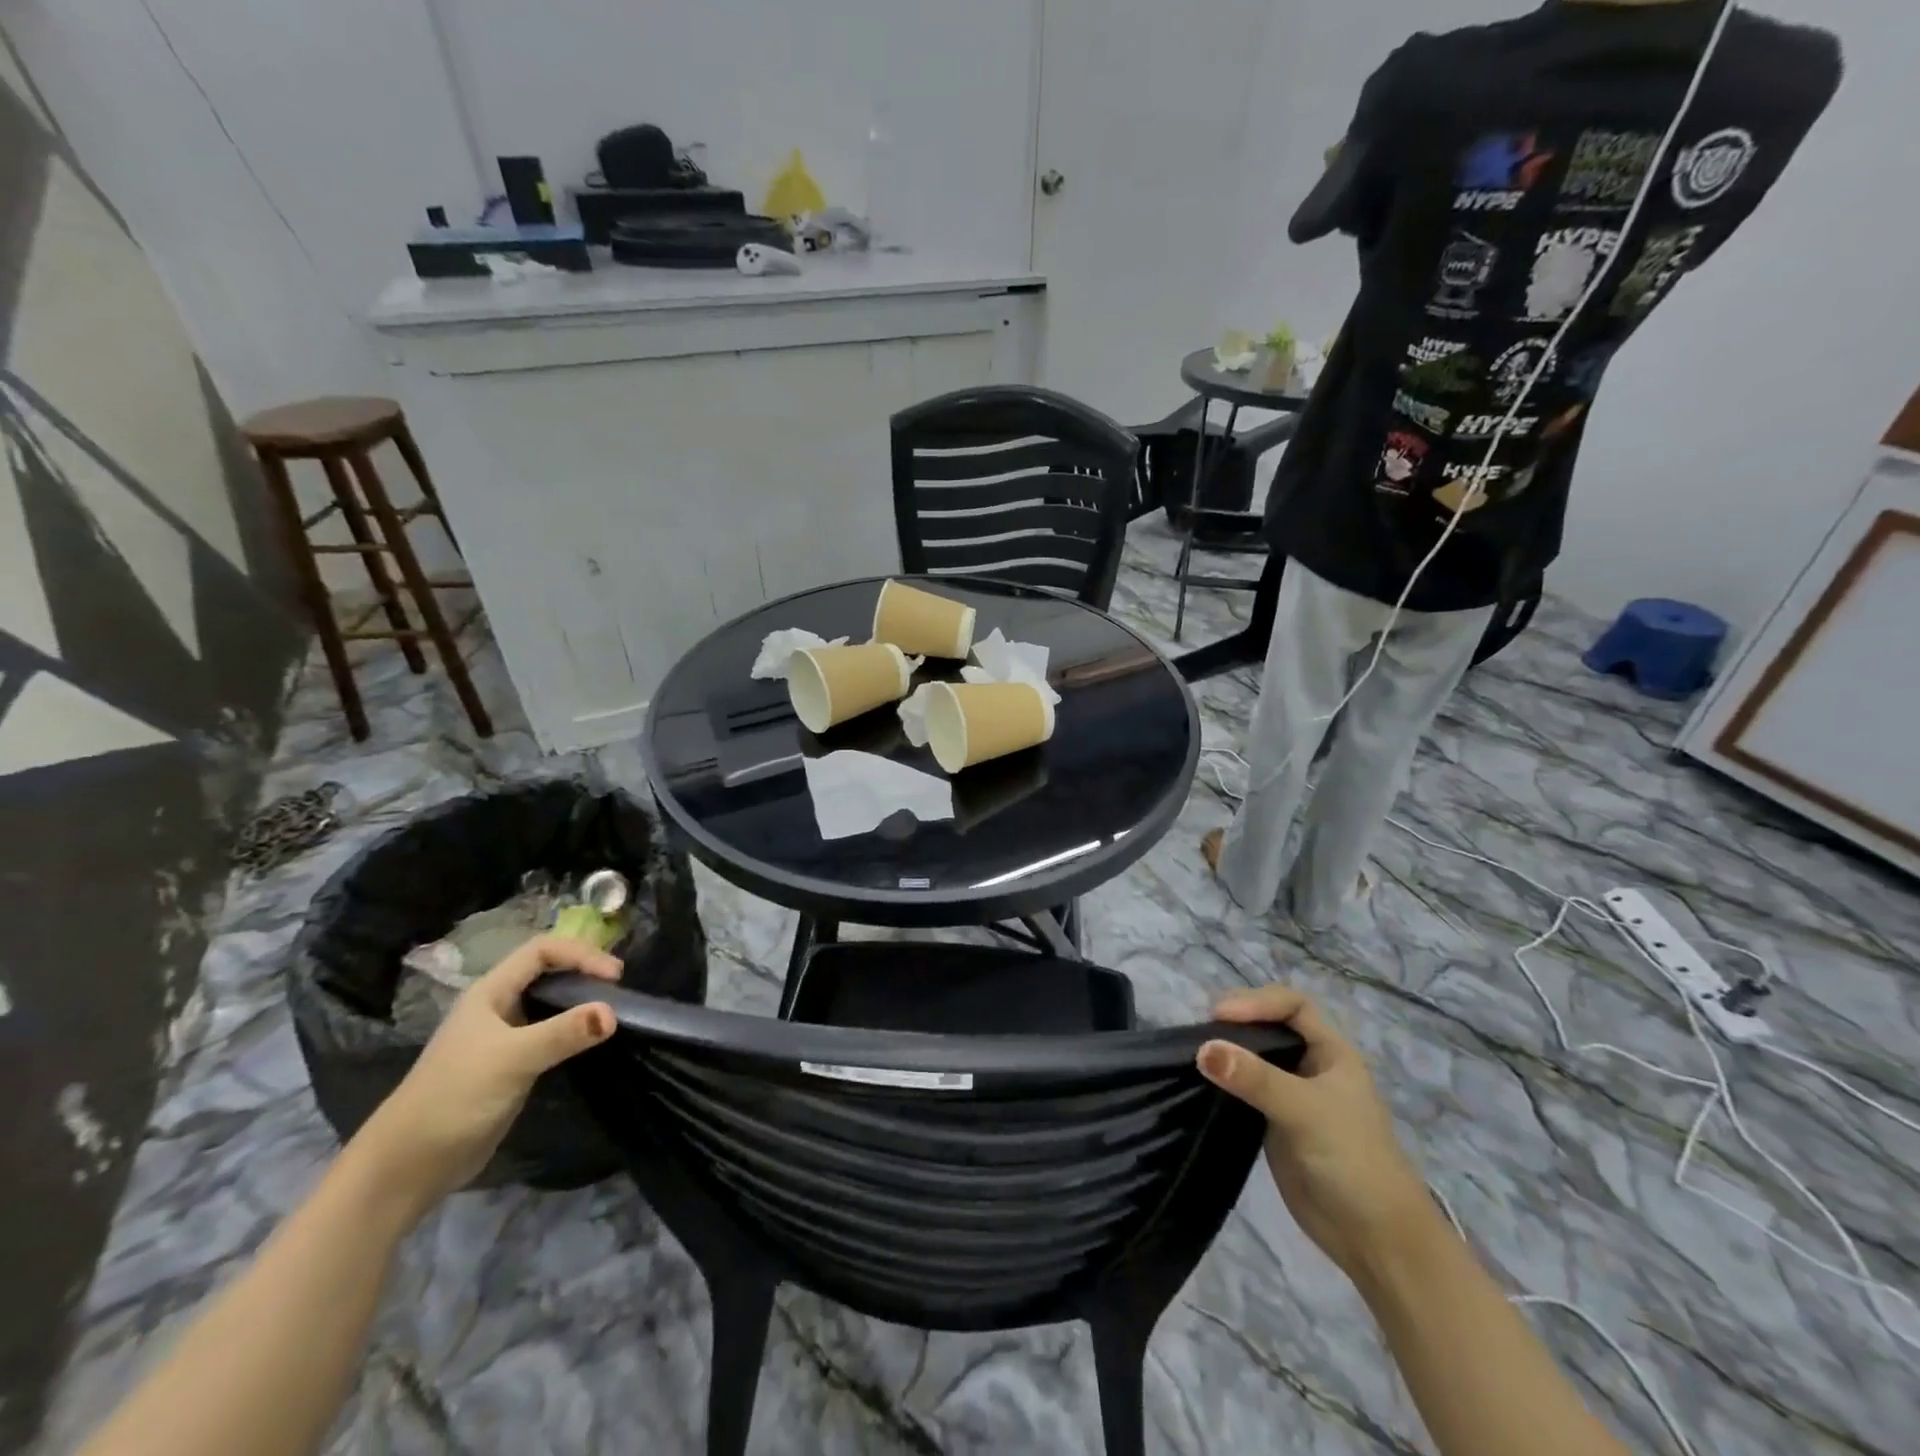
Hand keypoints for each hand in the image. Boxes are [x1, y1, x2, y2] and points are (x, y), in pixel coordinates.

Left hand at [351, 935, 620, 1215]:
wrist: (408, 1166)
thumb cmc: (454, 1098)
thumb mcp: (512, 1059)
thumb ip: (563, 1033)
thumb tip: (613, 1013)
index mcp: (490, 992)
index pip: (542, 951)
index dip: (580, 954)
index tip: (614, 976)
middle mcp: (498, 1006)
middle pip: (548, 971)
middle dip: (584, 971)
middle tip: (619, 988)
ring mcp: (504, 1036)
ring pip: (550, 1003)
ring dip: (581, 1001)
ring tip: (613, 1009)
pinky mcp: (511, 1065)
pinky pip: (550, 1034)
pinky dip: (574, 1030)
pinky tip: (591, 1041)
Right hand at [1198, 985, 1435, 1280]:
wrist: (1375, 1239)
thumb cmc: (1353, 1160)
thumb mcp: (1305, 1110)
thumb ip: (1255, 1078)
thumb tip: (1202, 1048)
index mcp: (1331, 1052)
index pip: (1291, 1005)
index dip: (1257, 1001)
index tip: (1221, 1016)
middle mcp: (1311, 1067)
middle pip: (1269, 1026)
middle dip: (1237, 1022)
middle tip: (1202, 1031)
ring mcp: (1292, 1097)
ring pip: (1254, 1058)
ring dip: (1227, 1051)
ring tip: (1194, 1052)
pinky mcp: (1274, 1125)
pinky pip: (1244, 1091)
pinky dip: (1224, 1082)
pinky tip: (1202, 1083)